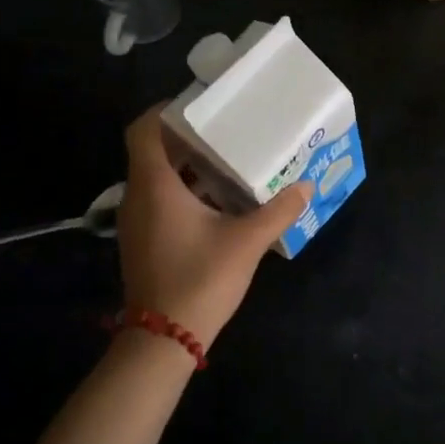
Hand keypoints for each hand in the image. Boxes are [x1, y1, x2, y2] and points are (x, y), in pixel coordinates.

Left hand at [115, 105, 310, 347]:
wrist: (164, 339)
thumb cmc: (200, 280)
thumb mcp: (247, 242)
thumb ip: (278, 210)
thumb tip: (307, 185)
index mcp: (155, 186)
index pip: (143, 130)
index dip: (165, 111)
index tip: (200, 105)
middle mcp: (138, 197)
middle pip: (153, 151)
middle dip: (187, 138)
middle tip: (226, 129)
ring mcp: (137, 221)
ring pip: (158, 178)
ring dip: (188, 166)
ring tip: (228, 160)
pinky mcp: (144, 241)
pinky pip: (160, 200)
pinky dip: (185, 191)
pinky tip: (219, 201)